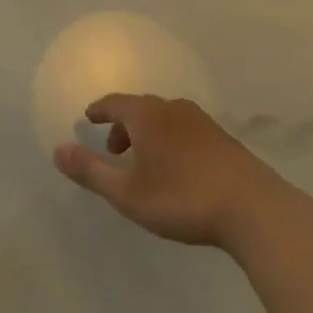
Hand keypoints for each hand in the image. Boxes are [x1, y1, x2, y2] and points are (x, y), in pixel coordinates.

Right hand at [53, 93, 292, 249]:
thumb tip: (58, 150)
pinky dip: (171, 140)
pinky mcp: (223, 139)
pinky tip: (177, 168)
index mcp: (147, 115)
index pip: (115, 103)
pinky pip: (185, 130)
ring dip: (148, 134)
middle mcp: (173, 109)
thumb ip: (91, 171)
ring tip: (144, 162)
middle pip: (140, 108)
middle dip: (123, 125)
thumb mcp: (128, 193)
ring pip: (165, 119)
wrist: (253, 209)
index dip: (100, 110)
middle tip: (114, 149)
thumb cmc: (182, 198)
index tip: (89, 118)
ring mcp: (202, 122)